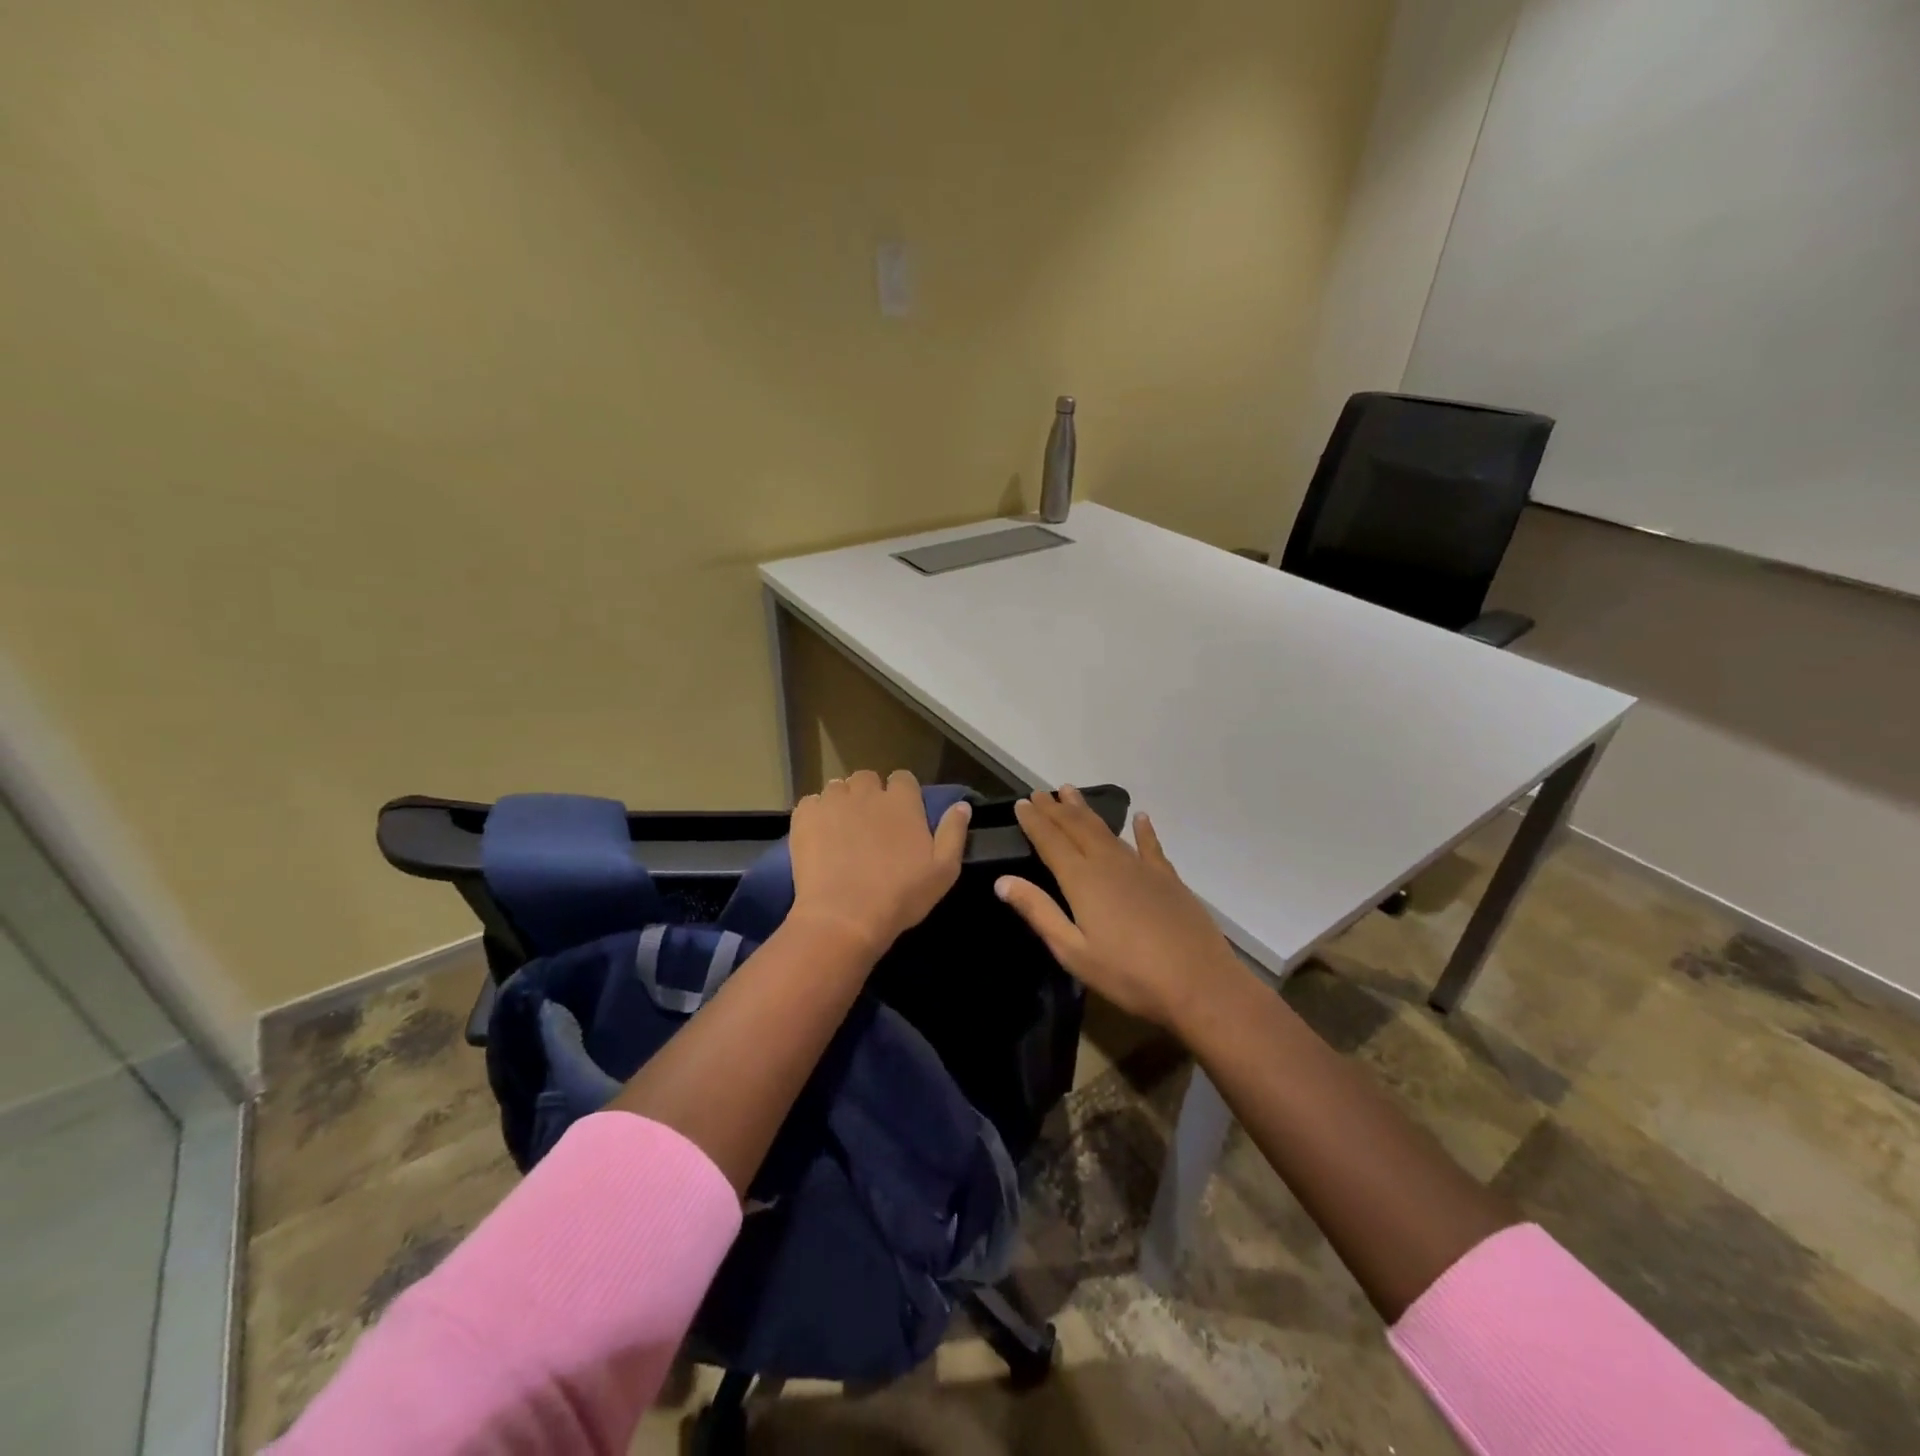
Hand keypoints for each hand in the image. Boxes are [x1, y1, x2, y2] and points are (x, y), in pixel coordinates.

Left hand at [789, 769, 970, 957]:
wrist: (844, 916)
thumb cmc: (901, 895)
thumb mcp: (943, 870)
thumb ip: (953, 832)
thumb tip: (962, 805)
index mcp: (902, 801)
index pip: (903, 778)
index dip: (902, 794)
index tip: (900, 816)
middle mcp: (867, 792)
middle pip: (867, 778)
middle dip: (869, 795)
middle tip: (869, 824)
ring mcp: (833, 801)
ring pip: (838, 788)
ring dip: (842, 802)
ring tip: (841, 830)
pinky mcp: (805, 816)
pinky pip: (811, 803)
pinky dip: (816, 814)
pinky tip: (819, 837)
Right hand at [995, 787, 1241, 1030]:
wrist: (1199, 984)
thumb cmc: (1129, 975)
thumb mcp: (1073, 952)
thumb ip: (1039, 912)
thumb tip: (1002, 881)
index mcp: (1082, 880)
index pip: (1050, 841)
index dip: (1034, 821)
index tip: (1021, 803)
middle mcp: (1109, 863)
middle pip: (1077, 827)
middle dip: (1055, 809)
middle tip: (1039, 792)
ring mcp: (1142, 868)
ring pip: (1107, 830)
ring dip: (1086, 810)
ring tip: (1070, 792)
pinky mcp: (1168, 879)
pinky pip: (1151, 845)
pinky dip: (1143, 830)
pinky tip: (1140, 818)